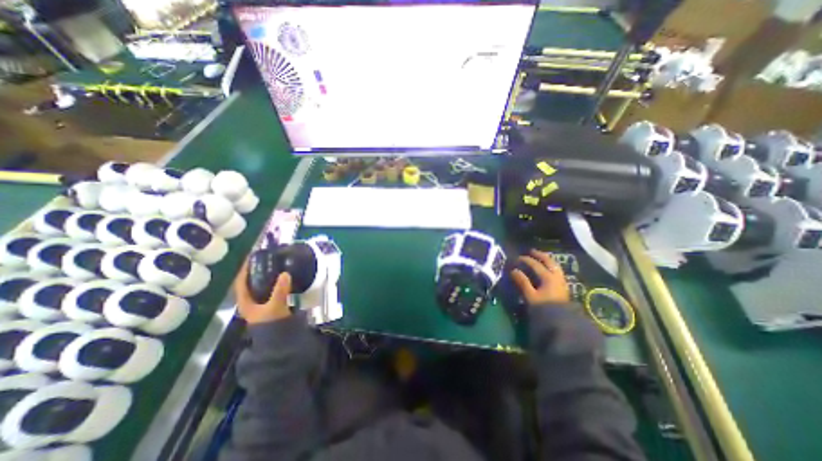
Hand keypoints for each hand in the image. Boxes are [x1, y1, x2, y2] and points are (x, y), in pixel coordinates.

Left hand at [234, 259, 291, 323]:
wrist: (278, 339)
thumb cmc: (271, 323)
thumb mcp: (275, 306)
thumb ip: (280, 290)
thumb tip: (285, 273)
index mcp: (245, 301)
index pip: (241, 282)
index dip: (244, 269)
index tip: (251, 257)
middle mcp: (250, 301)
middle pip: (250, 282)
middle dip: (256, 270)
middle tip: (266, 259)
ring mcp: (260, 303)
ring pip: (260, 286)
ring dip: (265, 276)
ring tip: (274, 265)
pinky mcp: (270, 304)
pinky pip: (269, 289)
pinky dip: (274, 282)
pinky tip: (281, 278)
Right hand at [512, 249, 569, 305]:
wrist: (562, 323)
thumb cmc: (544, 309)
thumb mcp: (530, 296)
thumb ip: (522, 282)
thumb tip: (513, 270)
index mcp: (548, 277)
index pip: (535, 264)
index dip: (525, 260)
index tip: (516, 258)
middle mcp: (556, 277)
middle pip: (549, 261)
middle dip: (540, 255)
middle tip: (531, 251)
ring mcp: (561, 282)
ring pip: (555, 266)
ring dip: (547, 260)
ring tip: (540, 258)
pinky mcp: (563, 288)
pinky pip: (557, 272)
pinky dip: (551, 267)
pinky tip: (547, 270)